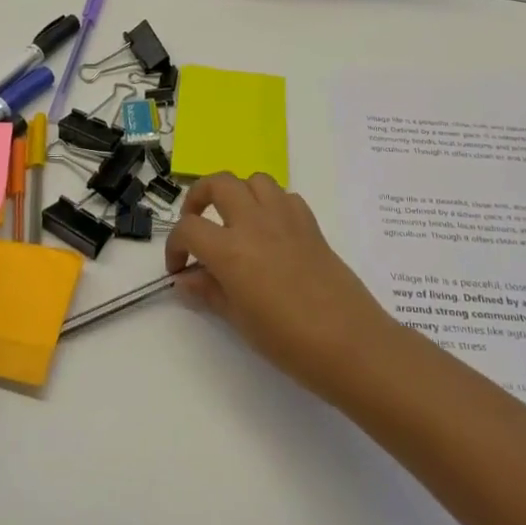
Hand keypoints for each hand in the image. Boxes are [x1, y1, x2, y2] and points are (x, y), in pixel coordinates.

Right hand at [164, 173, 397, 403]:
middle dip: (199, 197)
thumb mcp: (239, 321)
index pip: (188, 229)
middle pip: (218, 183)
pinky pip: (285, 197)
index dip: (174, 246)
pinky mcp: (310, 224)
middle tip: (197, 224)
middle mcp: (255, 223)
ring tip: (234, 221)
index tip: (178, 269)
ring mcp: (285, 218)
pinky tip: (270, 232)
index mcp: (230, 249)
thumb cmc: (289, 341)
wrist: (351, 344)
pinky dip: (270, 204)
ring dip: (238, 193)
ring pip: (254, 180)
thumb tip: (186, 279)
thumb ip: (209, 292)